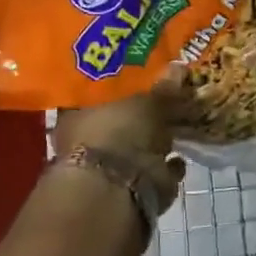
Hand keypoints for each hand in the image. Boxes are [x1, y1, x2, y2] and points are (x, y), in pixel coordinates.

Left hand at [53, 86, 185, 215]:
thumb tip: (179, 66)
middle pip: (118, 121)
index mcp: (76, 114)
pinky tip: (179, 157)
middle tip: (165, 99)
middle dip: (141, 114)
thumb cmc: (119, 131)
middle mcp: (87, 141)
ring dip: (156, 141)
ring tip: (178, 126)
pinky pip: (153, 172)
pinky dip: (166, 166)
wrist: (120, 187)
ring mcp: (108, 168)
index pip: (96, 94)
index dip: (118, 85)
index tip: (140, 76)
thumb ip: (163, 87)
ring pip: (136, 148)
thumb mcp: (146, 101)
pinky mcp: (130, 190)